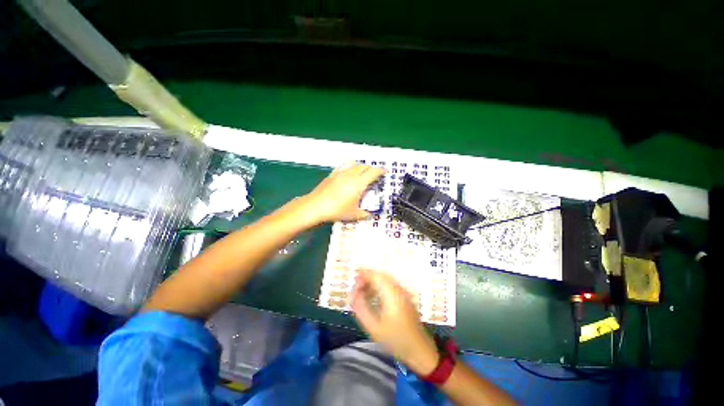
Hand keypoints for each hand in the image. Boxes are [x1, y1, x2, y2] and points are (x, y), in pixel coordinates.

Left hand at [302, 163, 384, 223]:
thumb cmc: (337, 210)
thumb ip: (365, 214)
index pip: (373, 172)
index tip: (385, 171)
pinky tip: (349, 172)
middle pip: (364, 166)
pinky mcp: (332, 174)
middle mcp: (351, 175)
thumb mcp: (354, 215)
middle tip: (374, 174)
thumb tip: (370, 215)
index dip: (381, 171)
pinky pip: (344, 166)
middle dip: (372, 168)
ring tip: (363, 172)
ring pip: (354, 164)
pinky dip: (350, 167)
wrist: (316, 206)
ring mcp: (340, 173)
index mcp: (358, 183)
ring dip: (361, 166)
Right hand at [351, 269, 439, 374]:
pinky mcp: (405, 297)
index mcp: (392, 294)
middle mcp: (399, 289)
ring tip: (363, 292)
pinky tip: (374, 296)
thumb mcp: (374, 328)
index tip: (354, 283)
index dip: (364, 276)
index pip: (376, 276)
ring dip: (374, 282)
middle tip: (357, 287)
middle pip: (381, 275)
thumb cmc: (396, 340)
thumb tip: (354, 295)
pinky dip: (380, 286)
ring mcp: (404, 292)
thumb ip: (361, 310)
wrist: (420, 350)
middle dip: (368, 277)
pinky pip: (390, 285)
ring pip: (386, 279)